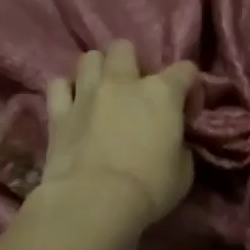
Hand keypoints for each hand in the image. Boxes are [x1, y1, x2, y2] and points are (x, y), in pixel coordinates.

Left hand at [36, 39, 197, 234]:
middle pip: (125, 48)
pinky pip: (58, 85)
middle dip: (134, 64)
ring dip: (99, 71)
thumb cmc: (149, 188)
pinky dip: (67, 91)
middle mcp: (122, 82)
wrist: (95, 201)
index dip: (191, 89)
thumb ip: (179, 146)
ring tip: (103, 94)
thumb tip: (171, 143)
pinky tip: (74, 106)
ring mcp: (86, 94)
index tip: (187, 115)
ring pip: (89, 58)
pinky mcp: (58, 113)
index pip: (185, 70)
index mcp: (162, 93)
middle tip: (137, 93)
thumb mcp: (183, 172)